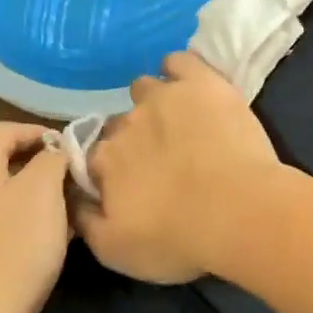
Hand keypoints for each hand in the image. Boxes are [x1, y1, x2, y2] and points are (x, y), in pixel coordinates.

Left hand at [0, 122, 71, 312]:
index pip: (5, 129)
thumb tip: (53, 149)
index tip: (68, 149)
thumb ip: (51, 160)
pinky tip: (19, 239)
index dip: (39, 133)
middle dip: (25, 160)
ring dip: (12, 190)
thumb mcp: (44, 193)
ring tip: (44, 209)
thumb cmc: (13, 249)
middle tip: (57, 176)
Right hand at [75, 51, 281, 283]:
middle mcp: (125, 123)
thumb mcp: (117, 252)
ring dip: (154, 102)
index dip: (111, 169)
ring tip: (178, 121)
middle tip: (161, 159)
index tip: (129, 182)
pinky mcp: (201, 82)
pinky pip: (180, 61)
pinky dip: (180, 69)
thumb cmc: (179, 239)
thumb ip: (85, 223)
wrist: (240, 212)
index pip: (96, 156)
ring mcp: (163, 97)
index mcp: (104, 160)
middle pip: (121, 123)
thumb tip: (71, 200)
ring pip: (146, 88)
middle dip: (135, 138)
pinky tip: (190, 83)